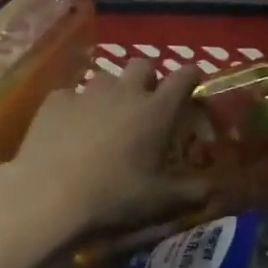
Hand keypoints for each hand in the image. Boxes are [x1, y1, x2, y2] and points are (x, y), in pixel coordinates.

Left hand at [1, 59, 208, 241]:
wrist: (48, 197)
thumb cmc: (114, 198)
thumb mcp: (162, 202)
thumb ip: (196, 192)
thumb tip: (219, 188)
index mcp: (156, 111)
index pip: (184, 76)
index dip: (192, 75)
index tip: (194, 82)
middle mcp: (125, 92)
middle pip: (143, 65)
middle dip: (149, 78)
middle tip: (147, 104)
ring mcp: (87, 94)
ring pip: (106, 78)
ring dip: (112, 92)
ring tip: (107, 118)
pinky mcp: (55, 102)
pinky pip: (71, 95)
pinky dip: (76, 107)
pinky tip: (70, 129)